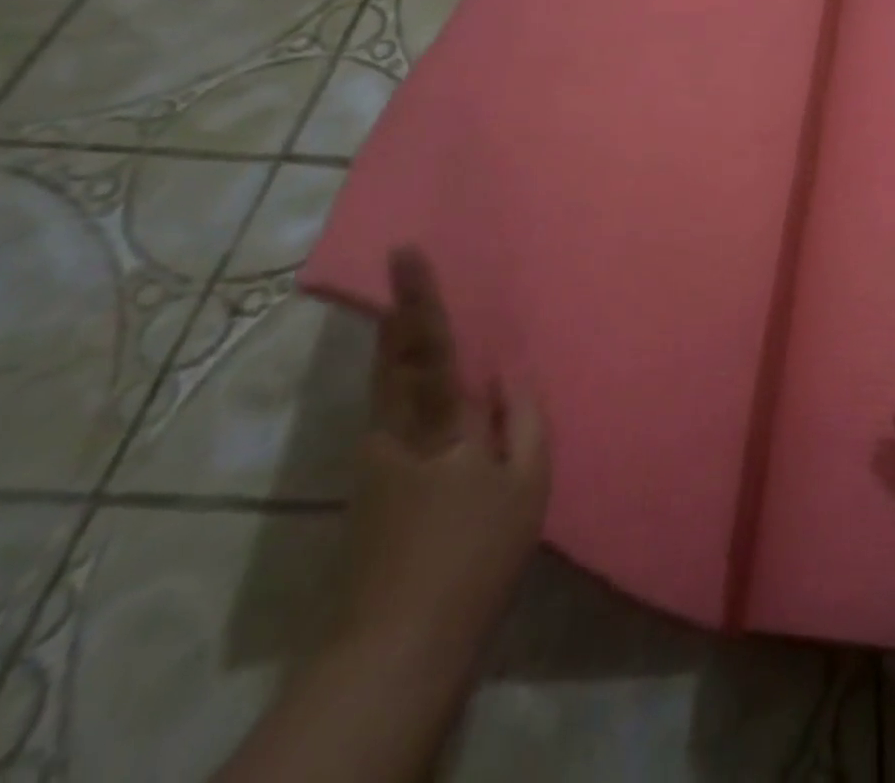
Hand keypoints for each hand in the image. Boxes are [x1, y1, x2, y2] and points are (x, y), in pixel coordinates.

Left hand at [334, 247, 550, 663]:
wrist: (399, 644)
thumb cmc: (478, 554)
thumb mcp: (526, 484)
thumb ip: (525, 417)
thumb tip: (510, 368)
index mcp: (440, 426)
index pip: (430, 346)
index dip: (419, 296)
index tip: (405, 251)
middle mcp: (395, 432)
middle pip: (389, 358)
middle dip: (395, 311)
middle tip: (401, 270)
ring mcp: (374, 460)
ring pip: (383, 384)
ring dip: (395, 343)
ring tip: (411, 313)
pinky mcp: (368, 486)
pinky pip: (389, 412)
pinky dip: (401, 382)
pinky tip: (425, 390)